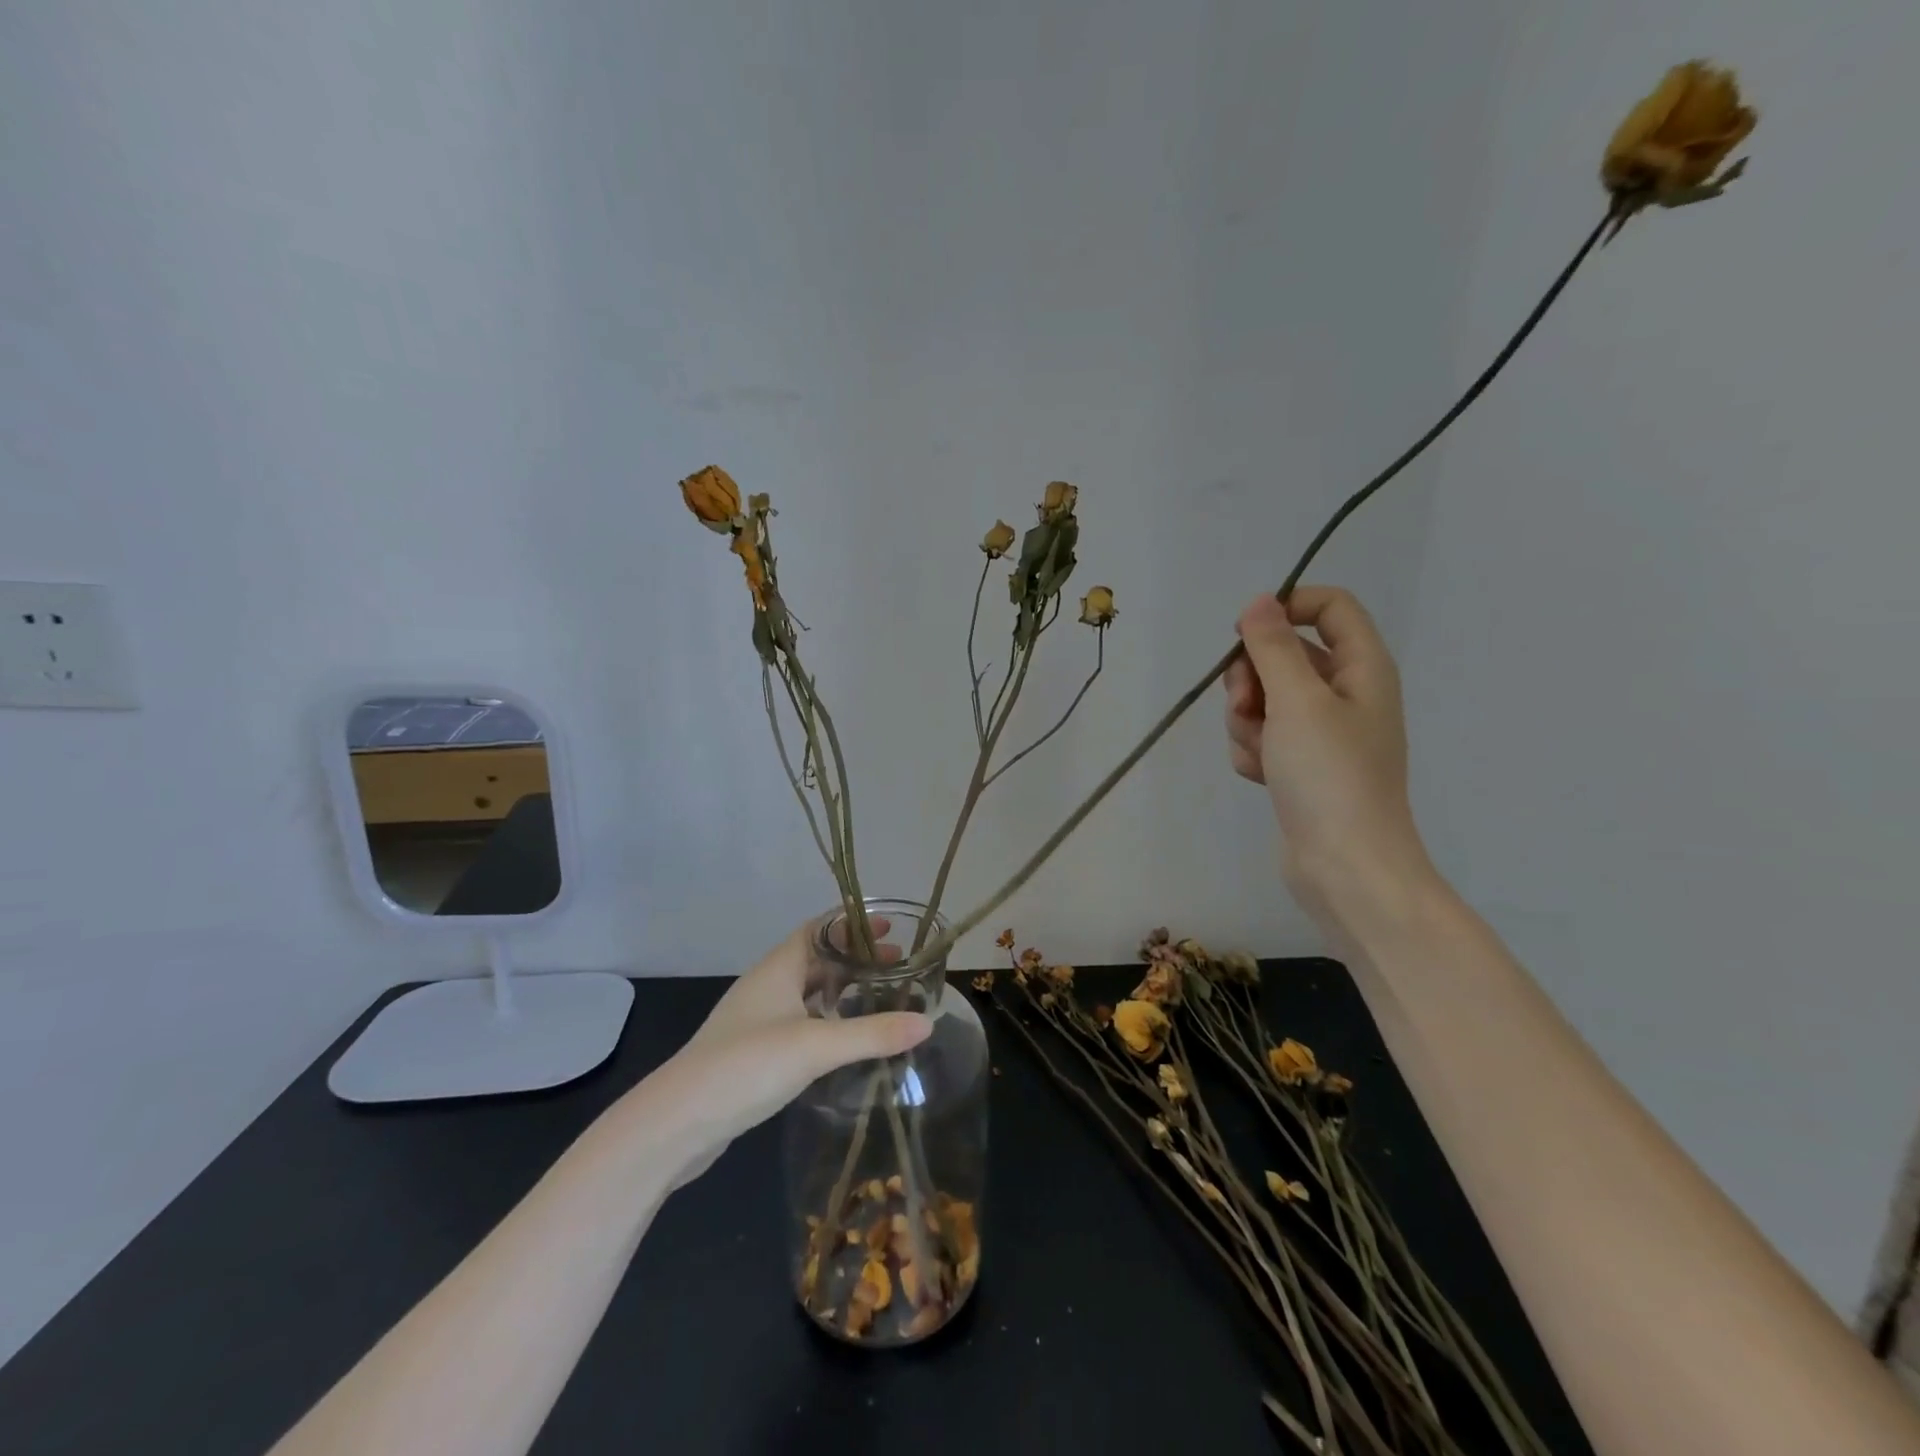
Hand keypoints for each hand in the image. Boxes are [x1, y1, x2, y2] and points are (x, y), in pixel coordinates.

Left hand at [644, 918, 931, 1188]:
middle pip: (817, 959)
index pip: (819, 929)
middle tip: (898, 965)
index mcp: (778, 968)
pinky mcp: (753, 1053)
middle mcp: (767, 986)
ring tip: (880, 999)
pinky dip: (826, 1021)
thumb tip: (928, 1023)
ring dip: (842, 990)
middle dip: (856, 959)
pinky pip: (799, 1022)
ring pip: (807, 993)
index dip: (853, 925)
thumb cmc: (746, 1066)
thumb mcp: (816, 1046)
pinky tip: (845, 1041)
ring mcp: (757, 1020)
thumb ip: (872, 1034)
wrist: (676, 1123)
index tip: (891, 928)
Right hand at [1224, 587, 1433, 918]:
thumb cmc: (1330, 776)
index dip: (1286, 608)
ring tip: (1259, 751)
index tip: (1244, 633)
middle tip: (1245, 704)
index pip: (1330, 607)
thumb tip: (1259, 602)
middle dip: (1252, 677)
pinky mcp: (1300, 765)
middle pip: (1286, 655)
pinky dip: (1253, 751)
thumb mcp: (1298, 702)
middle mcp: (1345, 694)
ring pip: (1265, 699)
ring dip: (1247, 720)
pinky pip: (1263, 737)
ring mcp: (1322, 733)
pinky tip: (1260, 775)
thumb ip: (1273, 648)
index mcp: (1362, 669)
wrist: (1345, 866)